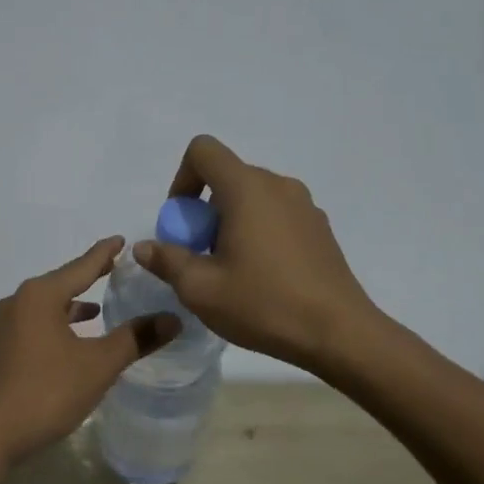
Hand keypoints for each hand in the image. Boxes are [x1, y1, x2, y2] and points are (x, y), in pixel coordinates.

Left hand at [0, 237, 180, 477]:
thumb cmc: (45, 393)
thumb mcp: (97, 365)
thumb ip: (135, 339)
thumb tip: (172, 318)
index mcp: (40, 295)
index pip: (81, 266)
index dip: (105, 254)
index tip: (122, 239)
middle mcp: (18, 301)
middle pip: (61, 283)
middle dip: (89, 278)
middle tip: (116, 270)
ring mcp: (3, 326)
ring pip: (46, 306)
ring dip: (72, 306)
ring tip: (98, 309)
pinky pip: (35, 324)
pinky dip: (57, 324)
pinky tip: (71, 341)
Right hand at [135, 134, 376, 374]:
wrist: (339, 333)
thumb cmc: (264, 304)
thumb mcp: (200, 289)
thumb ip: (167, 261)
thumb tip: (145, 247)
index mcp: (247, 189)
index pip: (203, 150)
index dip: (182, 179)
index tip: (183, 222)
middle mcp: (278, 185)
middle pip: (227, 176)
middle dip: (204, 210)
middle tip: (202, 256)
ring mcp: (304, 205)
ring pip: (252, 197)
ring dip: (231, 222)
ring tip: (232, 270)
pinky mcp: (320, 228)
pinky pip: (276, 215)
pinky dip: (258, 232)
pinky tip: (263, 277)